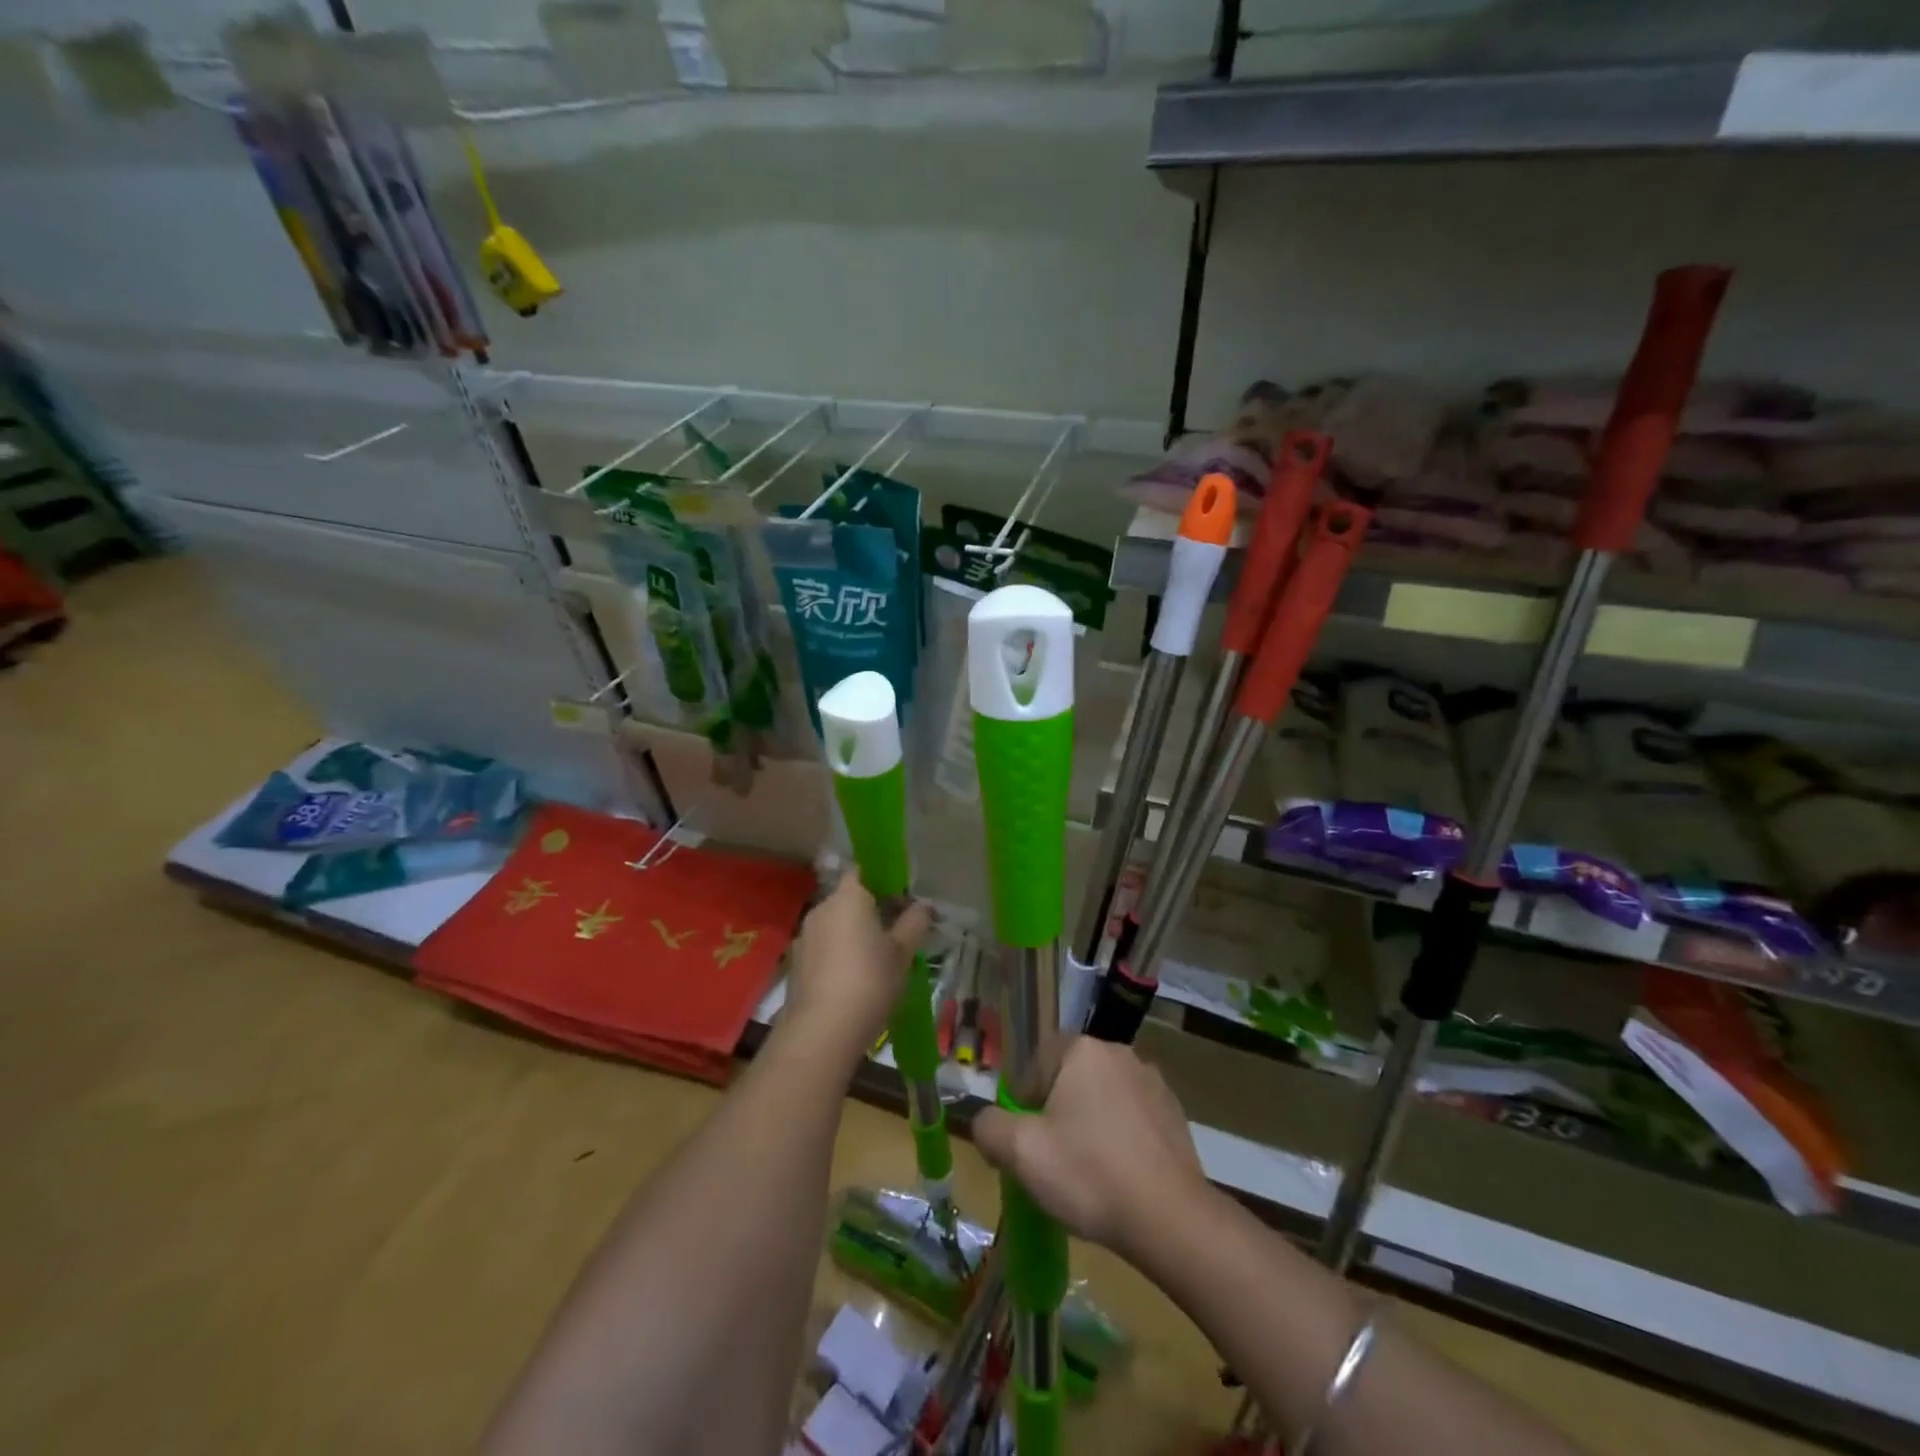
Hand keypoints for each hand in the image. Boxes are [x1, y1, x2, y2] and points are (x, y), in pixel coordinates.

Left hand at [780, 875, 931, 1066]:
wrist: (822, 1031)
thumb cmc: (869, 981)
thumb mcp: (903, 952)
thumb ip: (914, 923)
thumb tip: (922, 906)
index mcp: (847, 897)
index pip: (862, 871)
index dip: (882, 880)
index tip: (901, 899)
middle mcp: (821, 909)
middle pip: (848, 900)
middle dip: (871, 912)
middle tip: (896, 933)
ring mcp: (804, 937)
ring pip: (835, 926)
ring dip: (853, 936)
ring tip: (877, 961)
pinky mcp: (796, 965)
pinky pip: (823, 949)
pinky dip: (838, 956)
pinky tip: (855, 981)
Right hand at [973, 1038, 1205, 1254]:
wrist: (1171, 1219)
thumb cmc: (1089, 1174)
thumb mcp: (1021, 1153)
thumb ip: (990, 1127)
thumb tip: (986, 1122)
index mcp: (1082, 1049)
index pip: (1036, 1063)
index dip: (1023, 1102)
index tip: (1025, 1142)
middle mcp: (1120, 1053)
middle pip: (1070, 1080)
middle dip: (1056, 1114)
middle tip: (1051, 1160)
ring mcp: (1153, 1082)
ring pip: (1103, 1100)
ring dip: (1090, 1127)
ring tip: (1087, 1175)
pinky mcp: (1175, 1114)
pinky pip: (1133, 1119)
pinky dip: (1120, 1141)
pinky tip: (1119, 1179)